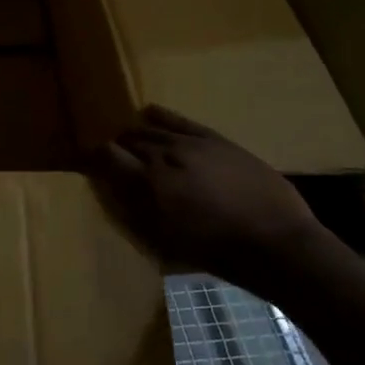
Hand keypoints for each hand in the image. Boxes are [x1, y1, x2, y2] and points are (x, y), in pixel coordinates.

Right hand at [99, 105, 329, 292]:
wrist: (275, 242)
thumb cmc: (216, 252)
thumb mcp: (164, 241)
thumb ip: (136, 212)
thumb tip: (113, 190)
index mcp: (148, 183)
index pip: (107, 157)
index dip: (94, 158)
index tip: (88, 163)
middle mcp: (164, 155)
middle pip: (129, 140)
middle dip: (116, 147)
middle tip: (113, 158)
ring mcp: (191, 144)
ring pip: (152, 130)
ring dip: (136, 134)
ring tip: (131, 140)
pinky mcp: (216, 140)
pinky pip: (180, 120)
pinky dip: (161, 115)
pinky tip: (149, 111)